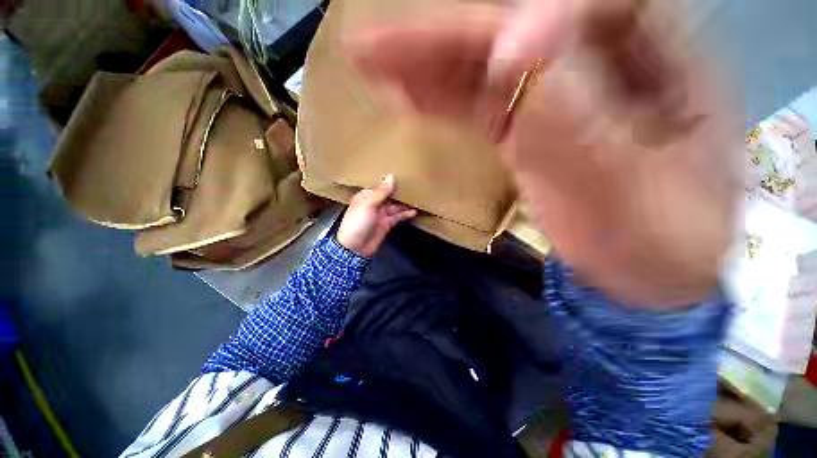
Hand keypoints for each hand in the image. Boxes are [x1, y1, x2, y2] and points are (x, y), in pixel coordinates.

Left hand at [336, 174, 417, 257]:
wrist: (355, 248)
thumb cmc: (358, 222)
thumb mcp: (368, 204)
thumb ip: (381, 192)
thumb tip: (391, 176)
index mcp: (366, 196)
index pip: (380, 186)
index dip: (390, 181)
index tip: (403, 174)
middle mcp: (374, 204)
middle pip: (389, 196)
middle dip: (399, 192)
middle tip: (414, 185)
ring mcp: (381, 214)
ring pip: (395, 206)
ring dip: (404, 203)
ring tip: (417, 198)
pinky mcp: (387, 224)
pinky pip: (397, 217)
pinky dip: (405, 214)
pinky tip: (414, 211)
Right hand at [349, 0, 739, 305]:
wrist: (650, 272)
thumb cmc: (661, 245)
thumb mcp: (631, 190)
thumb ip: (571, 120)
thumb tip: (512, 51)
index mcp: (660, 63)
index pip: (589, 6)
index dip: (531, 21)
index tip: (492, 53)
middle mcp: (599, 65)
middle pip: (512, 33)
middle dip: (445, 38)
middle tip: (377, 42)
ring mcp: (552, 99)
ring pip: (481, 71)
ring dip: (427, 67)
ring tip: (375, 64)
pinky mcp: (524, 131)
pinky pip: (475, 107)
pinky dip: (439, 100)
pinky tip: (406, 96)